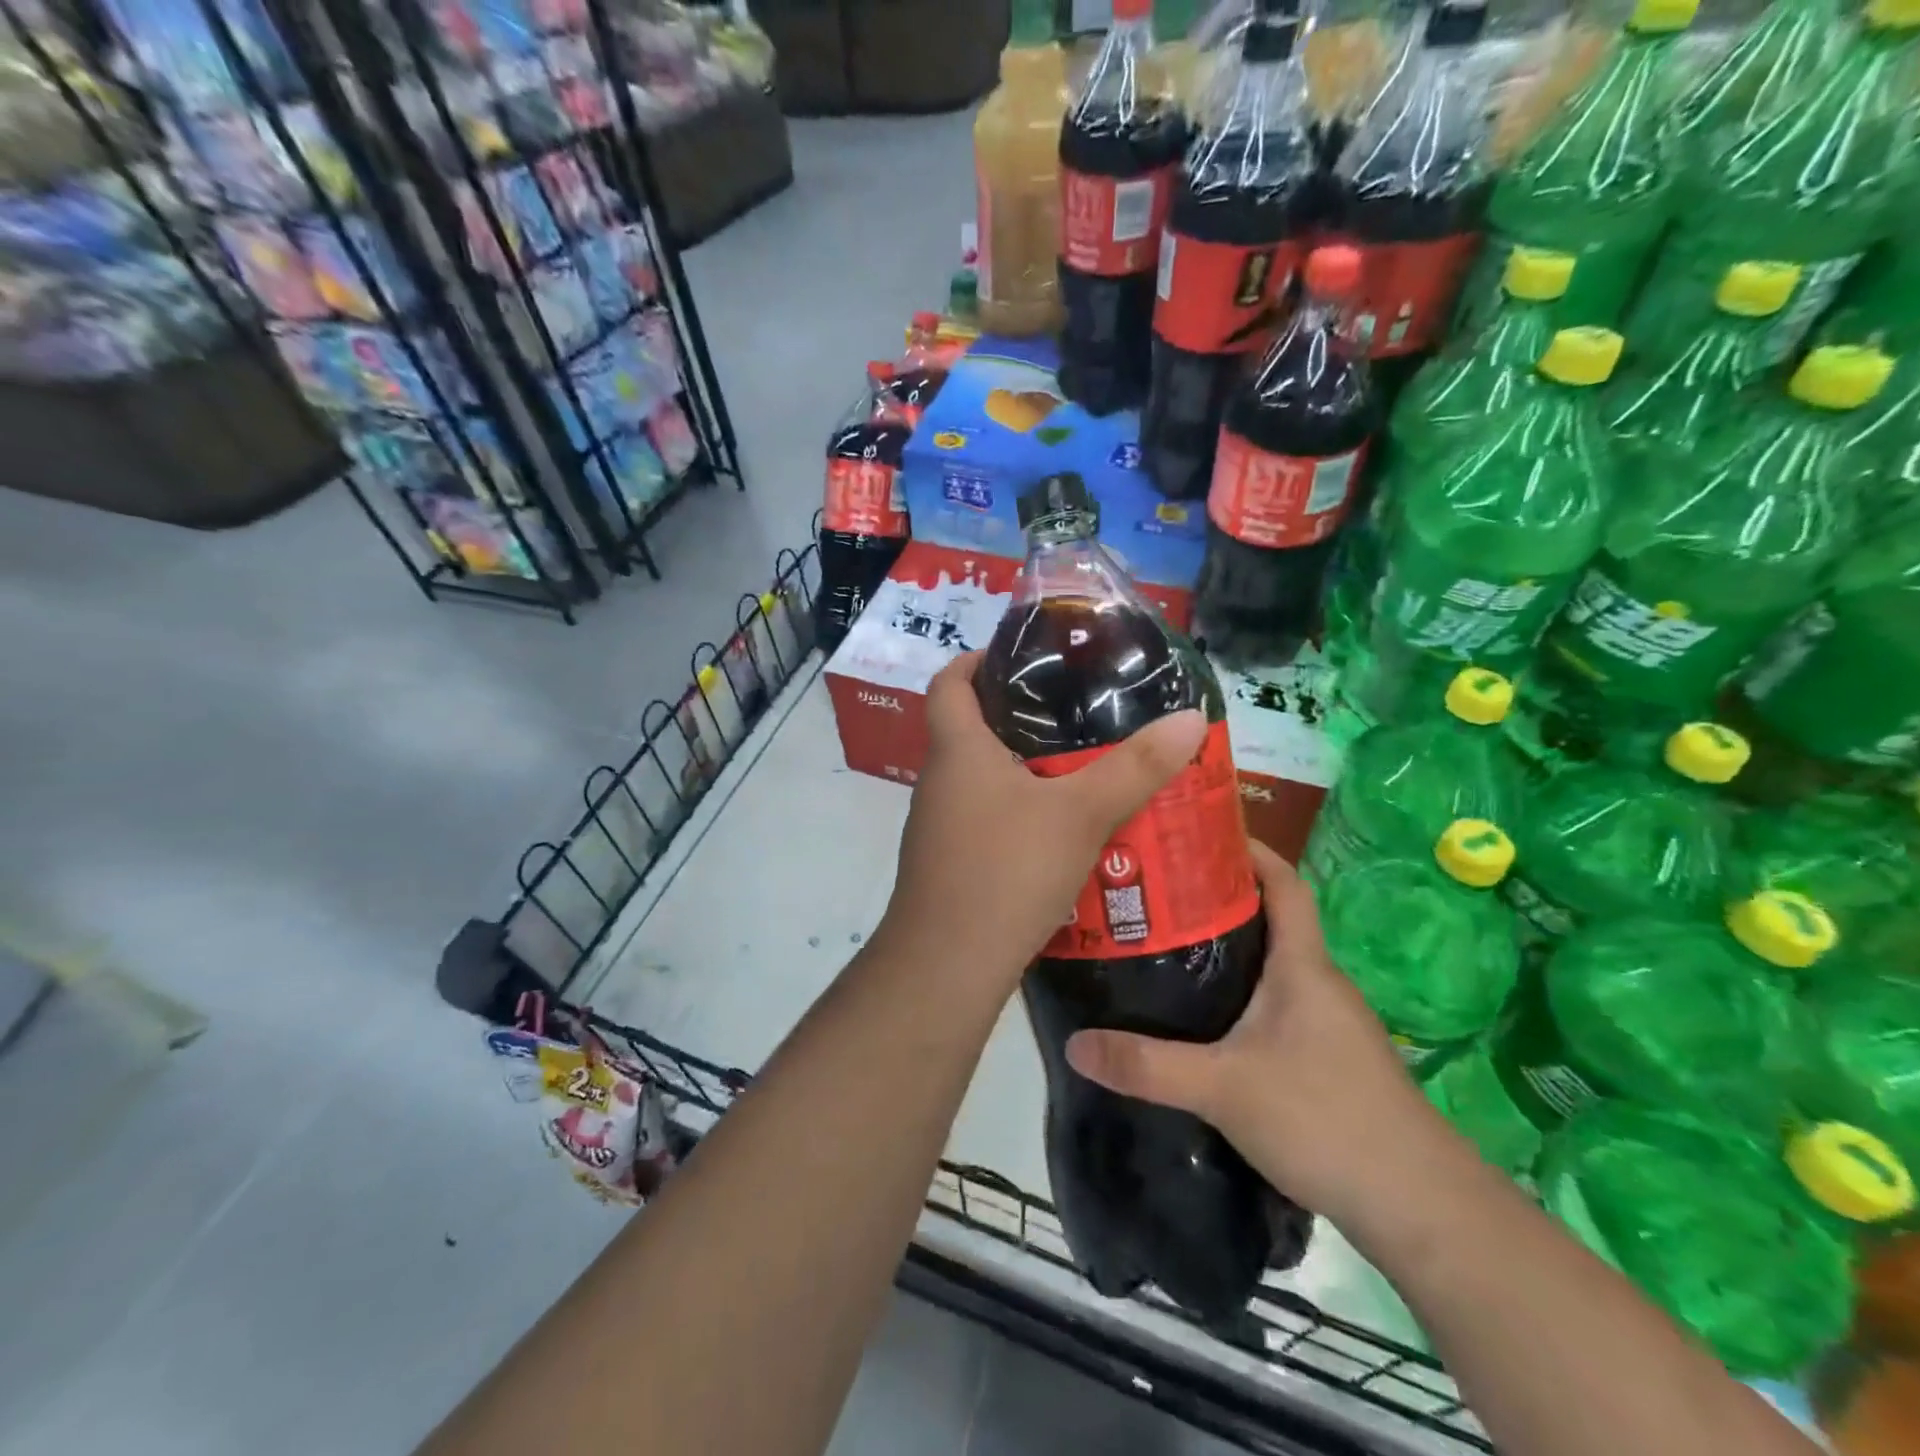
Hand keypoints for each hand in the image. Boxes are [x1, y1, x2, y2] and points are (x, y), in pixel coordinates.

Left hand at [876, 651, 1206, 995]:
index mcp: (957, 751)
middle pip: (969, 730)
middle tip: (1075, 713)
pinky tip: (1062, 833)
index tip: (1019, 658)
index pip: (948, 683)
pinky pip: (986, 820)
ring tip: (1081, 768)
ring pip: (981, 780)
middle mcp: (940, 782)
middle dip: (1017, 717)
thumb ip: (1135, 767)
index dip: (976, 660)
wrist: (948, 965)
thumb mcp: (1080, 814)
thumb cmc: (1006, 871)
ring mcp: (940, 827)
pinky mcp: (950, 864)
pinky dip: (1019, 814)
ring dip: (1023, 770)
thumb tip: (1191, 718)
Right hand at [1063, 841, 1456, 1225]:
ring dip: (1226, 949)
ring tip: (1164, 947)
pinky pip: (1274, 1005)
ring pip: (1269, 966)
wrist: (1422, 1209)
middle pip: (1269, 920)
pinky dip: (1238, 994)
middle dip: (1216, 899)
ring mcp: (1327, 1023)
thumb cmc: (1327, 1119)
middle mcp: (1318, 983)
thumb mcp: (1224, 1088)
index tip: (1199, 832)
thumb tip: (1075, 1043)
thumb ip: (1147, 1066)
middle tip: (1154, 892)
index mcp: (1303, 966)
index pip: (1284, 884)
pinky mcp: (1326, 1059)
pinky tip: (1201, 1020)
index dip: (1249, 850)